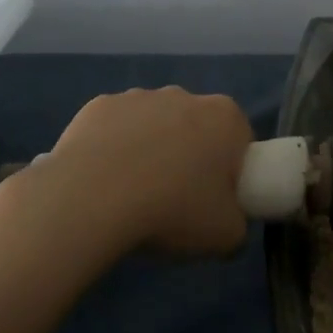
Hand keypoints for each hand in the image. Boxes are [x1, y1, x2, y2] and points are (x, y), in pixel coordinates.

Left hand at [23, 88, 254, 258]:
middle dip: (189, 155)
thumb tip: (226, 222)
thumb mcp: (226, 236)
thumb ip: (237, 225)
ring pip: (153, 124)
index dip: (230, 171)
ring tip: (133, 194)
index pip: (240, 140)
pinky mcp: (98, 105)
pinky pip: (114, 128)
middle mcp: (184, 95)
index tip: (214, 200)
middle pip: (196, 127)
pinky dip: (112, 148)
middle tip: (175, 200)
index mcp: (224, 117)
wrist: (92, 199)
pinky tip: (102, 181)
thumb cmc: (172, 210)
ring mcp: (138, 96)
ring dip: (150, 149)